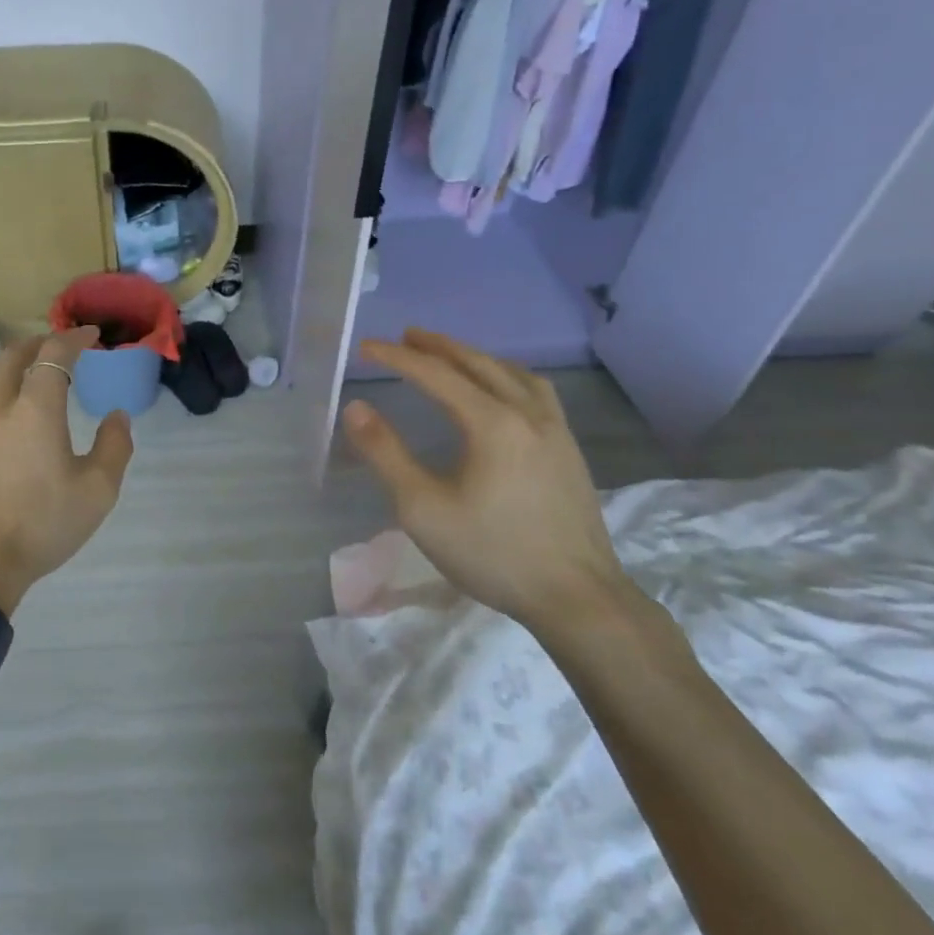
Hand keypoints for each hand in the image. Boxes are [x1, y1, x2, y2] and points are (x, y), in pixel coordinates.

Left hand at [0, 328, 134, 615]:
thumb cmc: (41, 528)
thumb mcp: (97, 492)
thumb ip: (114, 447)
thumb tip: (117, 416)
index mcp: (36, 410)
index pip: (54, 355)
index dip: (74, 338)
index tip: (91, 336)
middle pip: (11, 356)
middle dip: (37, 343)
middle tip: (55, 348)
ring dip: (1, 364)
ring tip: (15, 370)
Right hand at [341, 329, 635, 631]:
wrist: (578, 598)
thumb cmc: (493, 553)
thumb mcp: (423, 509)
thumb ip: (386, 454)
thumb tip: (356, 408)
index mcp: (492, 422)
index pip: (436, 375)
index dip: (398, 358)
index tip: (366, 347)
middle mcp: (528, 413)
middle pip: (478, 363)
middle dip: (439, 346)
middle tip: (407, 336)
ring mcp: (556, 430)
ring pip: (513, 373)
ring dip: (476, 357)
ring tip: (452, 355)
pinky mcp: (570, 450)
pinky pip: (536, 392)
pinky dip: (507, 375)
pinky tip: (503, 392)